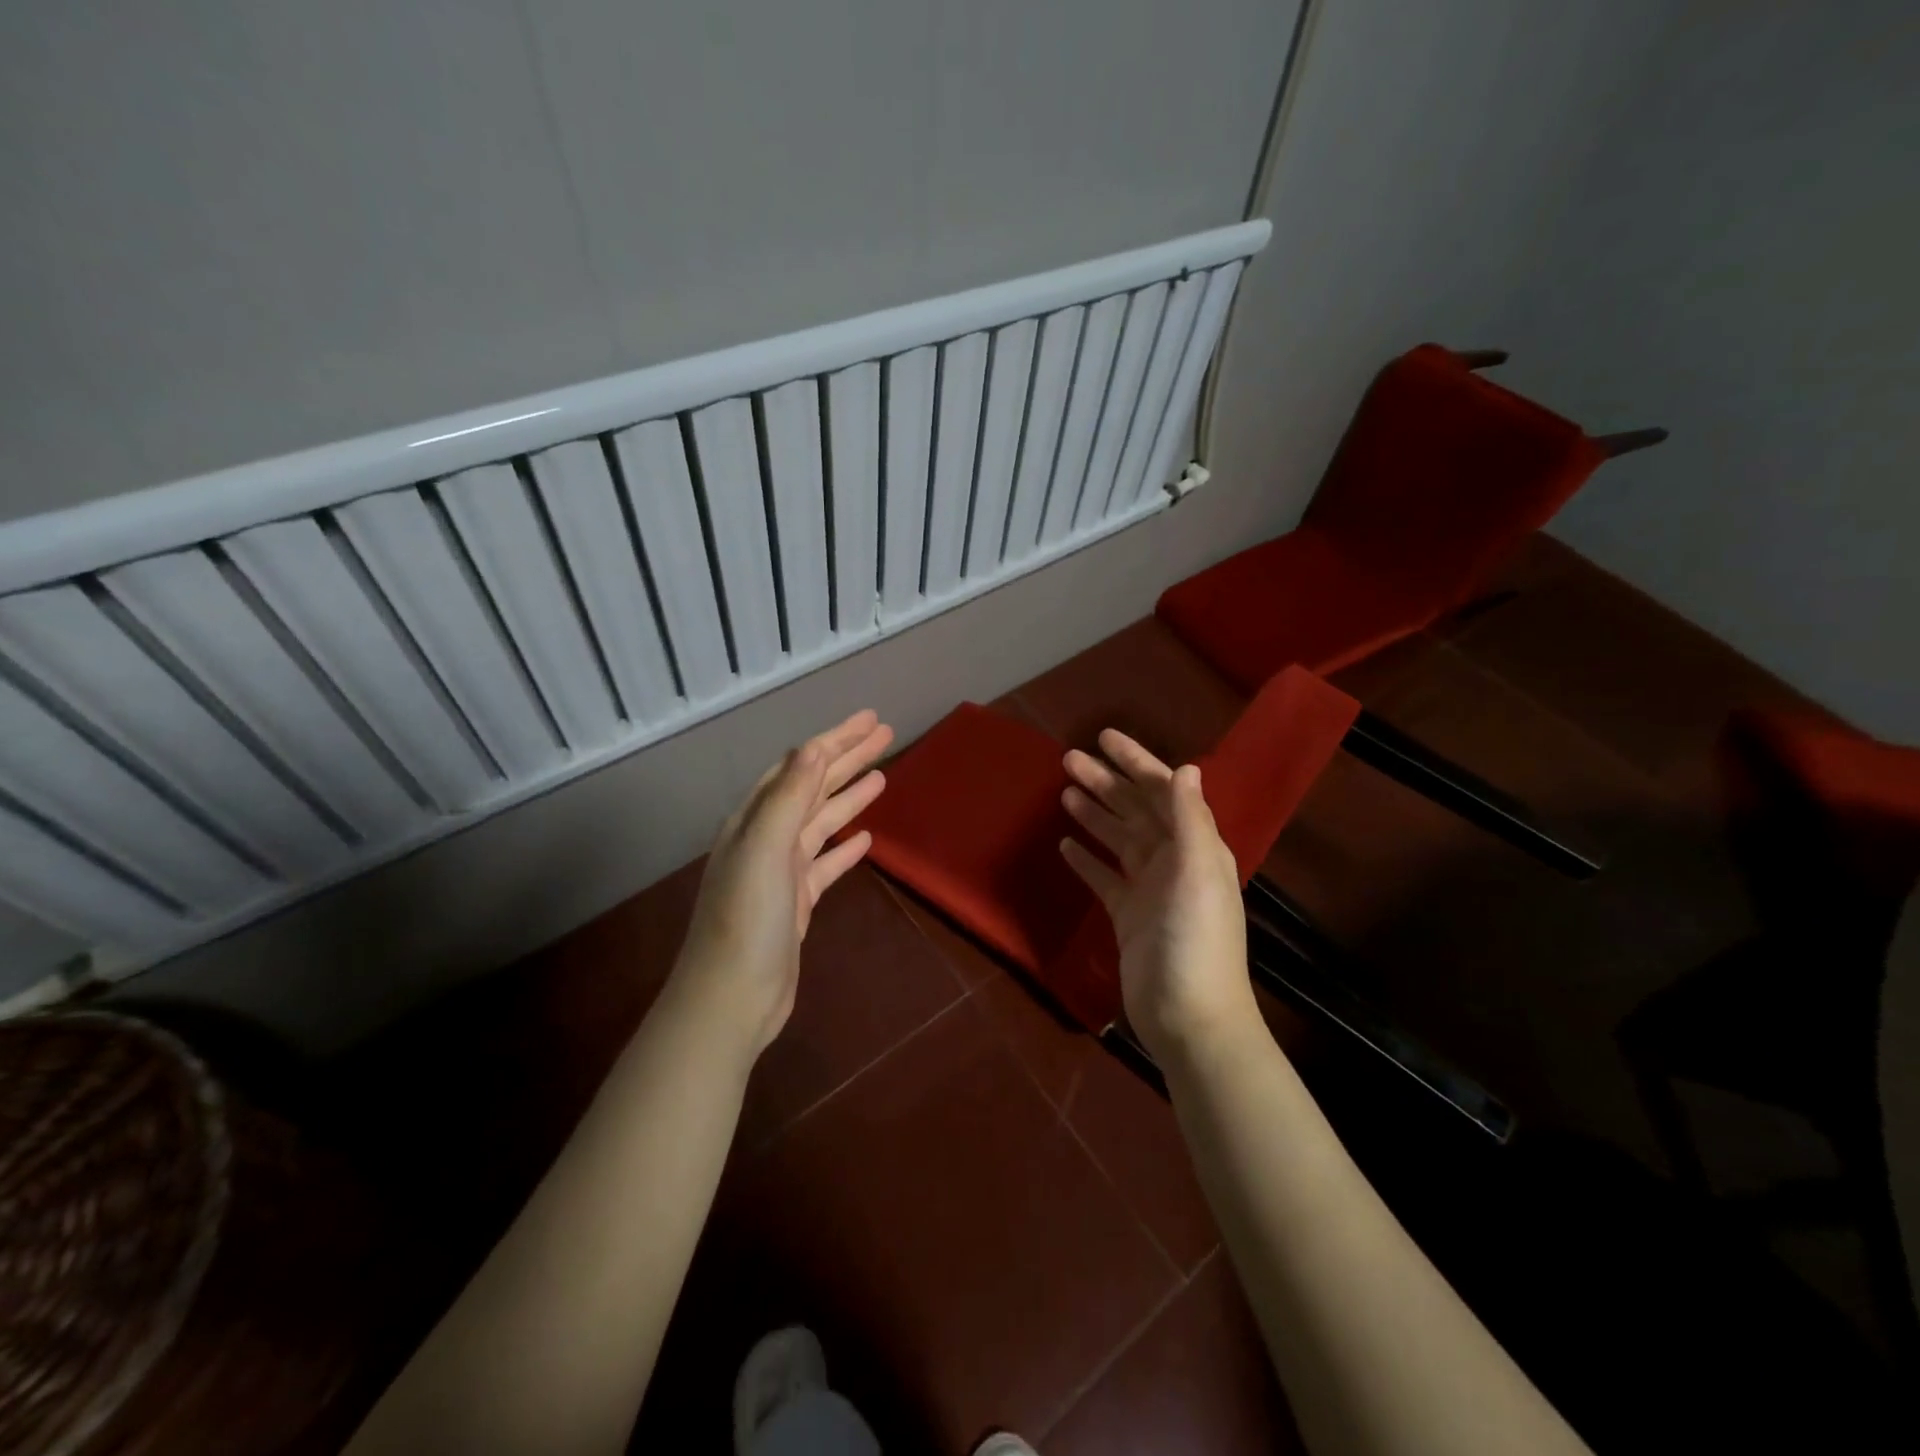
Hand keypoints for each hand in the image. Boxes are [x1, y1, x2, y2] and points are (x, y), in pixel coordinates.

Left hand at [673, 709, 892, 1056]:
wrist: (731, 998)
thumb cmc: (746, 920)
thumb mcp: (766, 850)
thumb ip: (789, 797)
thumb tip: (813, 747)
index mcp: (755, 819)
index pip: (801, 766)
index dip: (836, 740)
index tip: (871, 720)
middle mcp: (766, 838)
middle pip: (813, 787)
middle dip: (848, 759)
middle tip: (886, 736)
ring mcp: (781, 871)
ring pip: (821, 822)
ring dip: (850, 797)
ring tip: (883, 777)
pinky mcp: (795, 902)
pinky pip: (825, 862)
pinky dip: (845, 847)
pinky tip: (866, 839)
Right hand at [1058, 730, 1254, 1065]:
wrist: (1188, 1017)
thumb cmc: (1196, 941)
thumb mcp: (1199, 873)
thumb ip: (1191, 820)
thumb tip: (1187, 767)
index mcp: (1196, 846)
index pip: (1162, 791)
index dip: (1135, 762)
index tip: (1103, 738)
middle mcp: (1174, 861)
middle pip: (1135, 810)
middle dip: (1105, 782)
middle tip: (1067, 759)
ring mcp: (1149, 889)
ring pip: (1118, 840)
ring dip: (1094, 814)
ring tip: (1064, 793)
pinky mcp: (1128, 916)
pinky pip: (1105, 878)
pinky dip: (1087, 860)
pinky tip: (1065, 845)